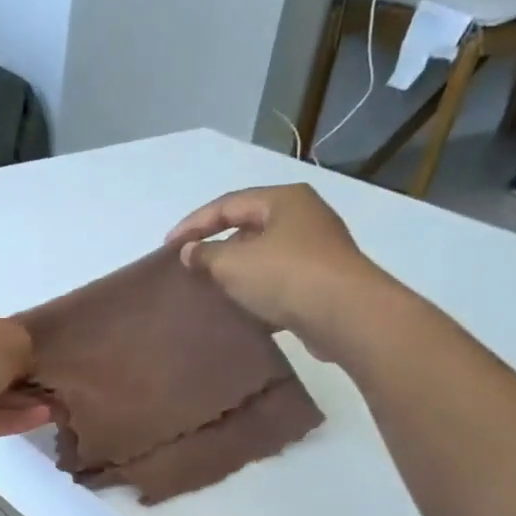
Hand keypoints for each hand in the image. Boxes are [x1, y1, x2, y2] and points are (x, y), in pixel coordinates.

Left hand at [0, 287, 48, 453]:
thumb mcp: (10, 339)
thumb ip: (23, 347)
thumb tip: (20, 362)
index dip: (10, 339)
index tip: (35, 358)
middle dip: (15, 377)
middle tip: (50, 390)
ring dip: (15, 401)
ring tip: (54, 409)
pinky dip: (3, 419)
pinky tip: (38, 420)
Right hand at [164, 183, 395, 359]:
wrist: (346, 315)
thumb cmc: (285, 276)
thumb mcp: (233, 264)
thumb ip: (205, 255)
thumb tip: (190, 252)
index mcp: (283, 200)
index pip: (228, 204)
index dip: (193, 224)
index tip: (168, 246)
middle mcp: (304, 218)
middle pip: (248, 227)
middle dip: (216, 247)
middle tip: (190, 267)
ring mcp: (317, 251)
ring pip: (264, 256)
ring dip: (237, 272)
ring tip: (210, 290)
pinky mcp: (322, 282)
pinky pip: (279, 282)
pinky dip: (257, 292)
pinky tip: (240, 310)